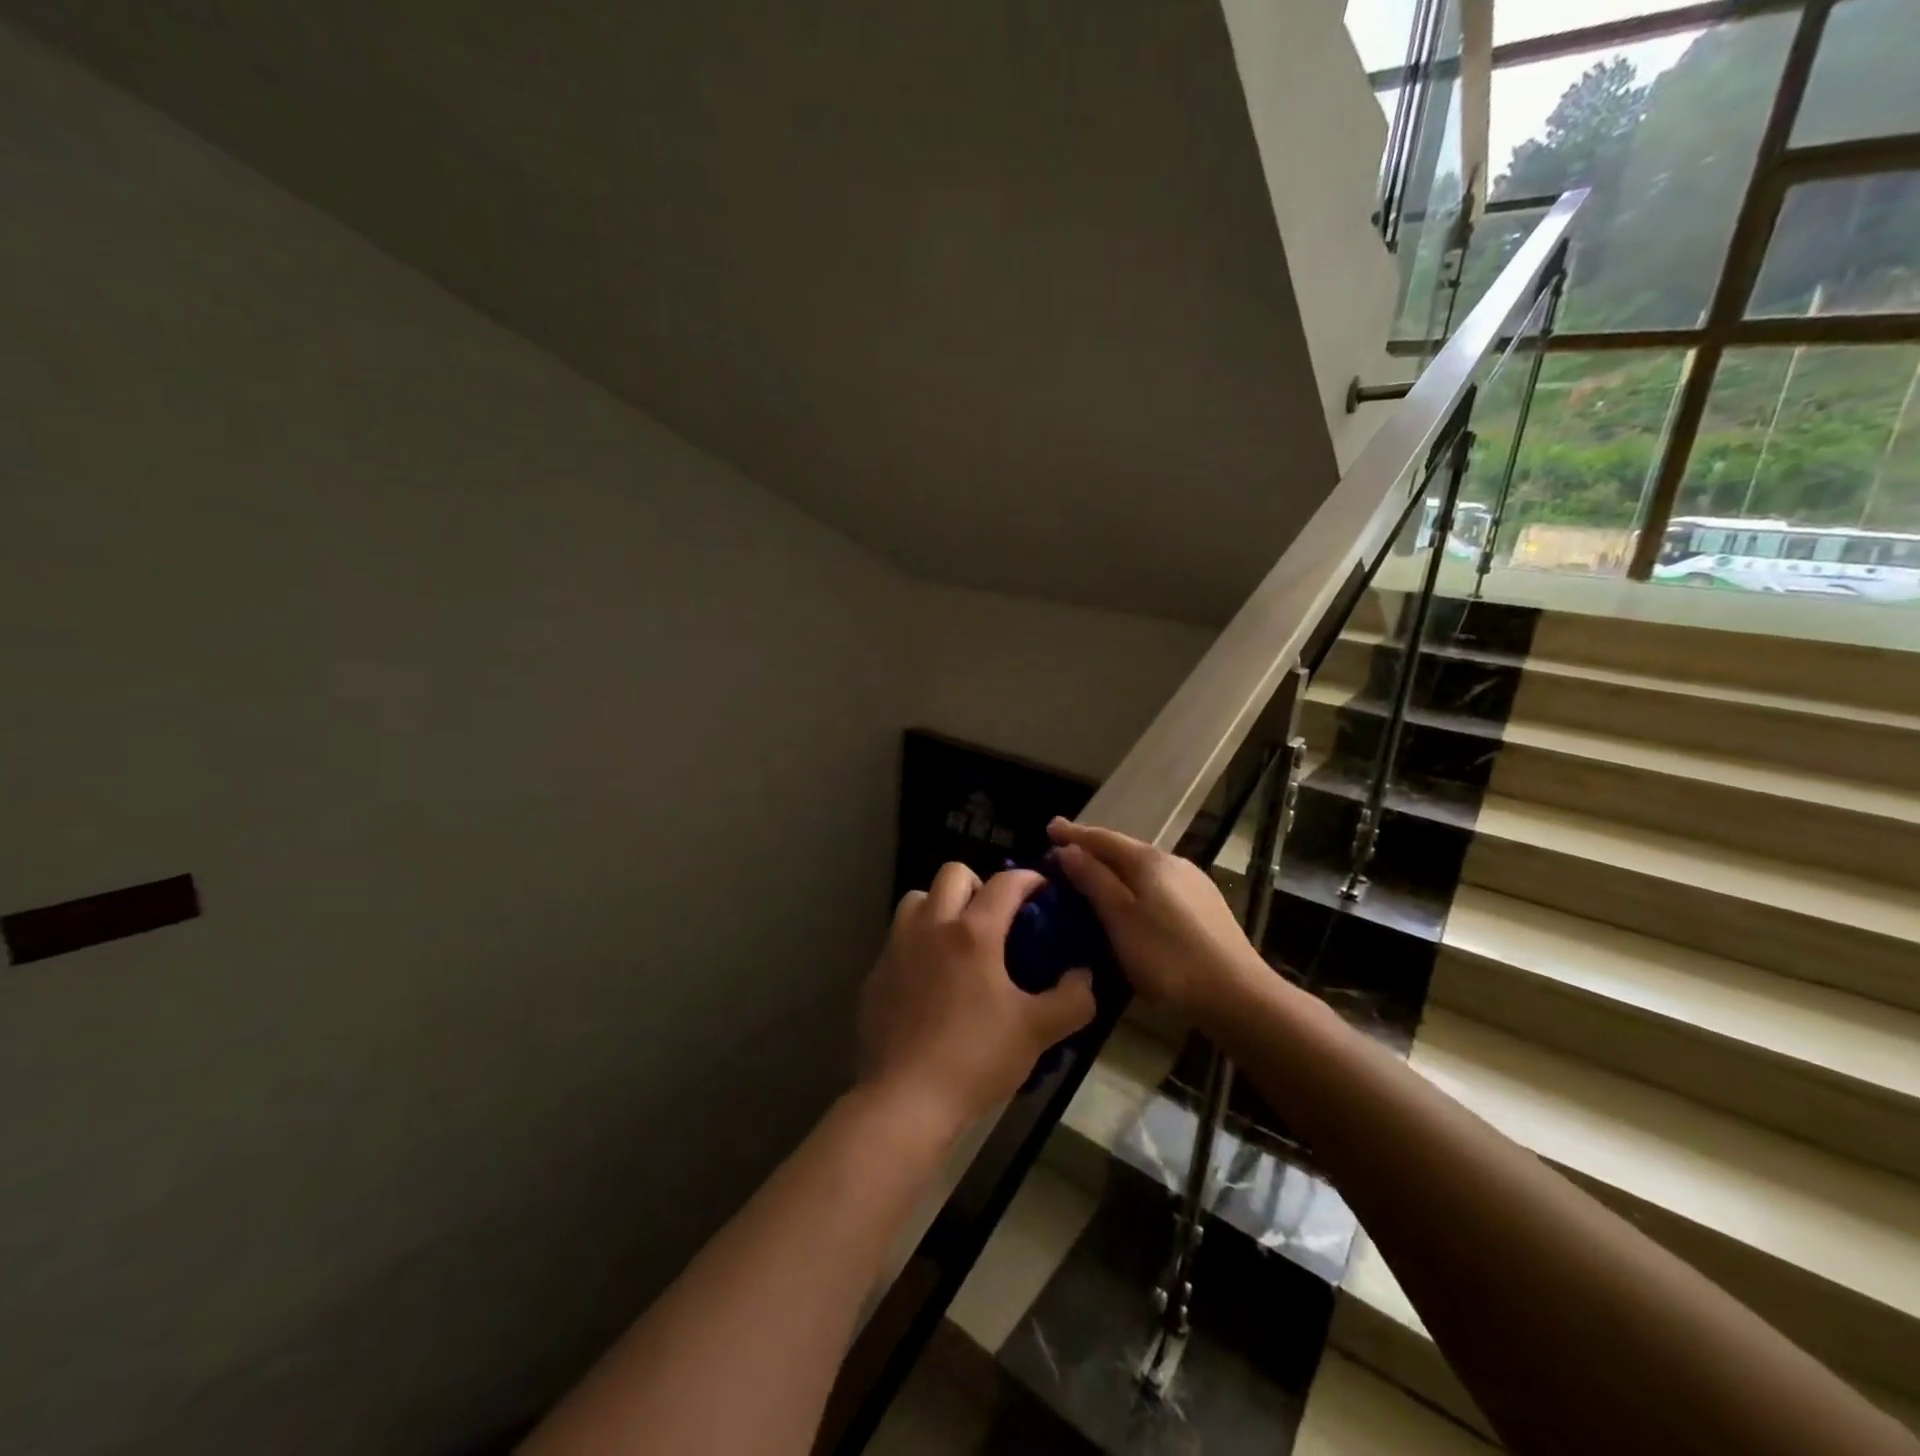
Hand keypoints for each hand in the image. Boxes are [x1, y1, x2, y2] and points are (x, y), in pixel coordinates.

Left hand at [859, 863, 1096, 1129]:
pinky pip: (897, 939)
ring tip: (957, 940)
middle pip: (952, 874)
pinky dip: (917, 943)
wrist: (906, 1099)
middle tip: (996, 917)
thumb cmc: (976, 1058)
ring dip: (940, 906)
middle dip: (979, 884)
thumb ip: (1072, 1000)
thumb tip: (1084, 976)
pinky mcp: (875, 974)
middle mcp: (931, 927)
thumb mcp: (1037, 1032)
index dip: (1029, 878)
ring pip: (917, 899)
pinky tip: (929, 980)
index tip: (1042, 890)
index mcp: (973, 932)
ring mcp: (896, 948)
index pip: (1005, 882)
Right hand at [1048, 818, 1264, 1024]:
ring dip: (1115, 868)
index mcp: (1148, 861)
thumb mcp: (1120, 918)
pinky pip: (1158, 883)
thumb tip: (1068, 850)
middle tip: (1065, 852)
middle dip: (1093, 849)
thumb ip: (1093, 880)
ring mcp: (1193, 882)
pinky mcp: (1206, 904)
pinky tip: (1133, 900)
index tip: (1049, 827)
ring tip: (1094, 876)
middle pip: (1124, 849)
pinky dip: (1135, 884)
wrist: (1236, 992)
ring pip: (1143, 867)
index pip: (1102, 838)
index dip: (1073, 833)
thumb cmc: (1167, 957)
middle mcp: (1172, 861)